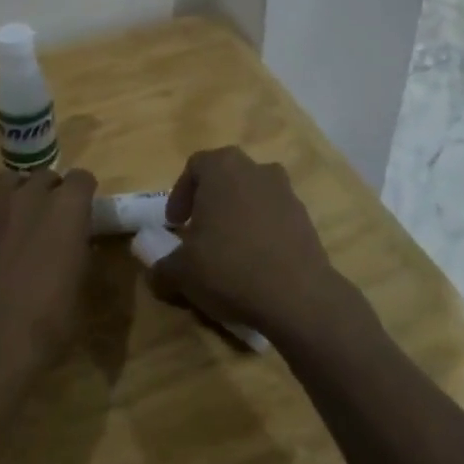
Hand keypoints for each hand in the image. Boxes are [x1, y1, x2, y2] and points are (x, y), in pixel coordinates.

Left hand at [0, 168, 97, 378]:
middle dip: (52, 192)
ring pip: (11, 181)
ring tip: (21, 218)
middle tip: (53, 219)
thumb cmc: (47, 322)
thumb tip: (79, 243)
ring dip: (20, 193)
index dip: (84, 193)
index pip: (82, 178)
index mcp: (67, 209)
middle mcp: (30, 196)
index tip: (84, 211)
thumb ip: (81, 253)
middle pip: (45, 176)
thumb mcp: (80, 288)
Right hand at [156, 147, 357, 344]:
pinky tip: (255, 262)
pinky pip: (274, 217)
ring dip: (238, 215)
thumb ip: (163, 266)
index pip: (195, 166)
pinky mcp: (306, 218)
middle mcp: (257, 169)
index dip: (180, 194)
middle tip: (199, 231)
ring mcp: (286, 192)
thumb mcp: (182, 272)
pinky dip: (261, 231)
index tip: (175, 224)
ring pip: (252, 195)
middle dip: (210, 201)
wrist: (298, 297)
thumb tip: (157, 272)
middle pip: (226, 177)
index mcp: (223, 168)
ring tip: (228, 249)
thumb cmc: (229, 267)